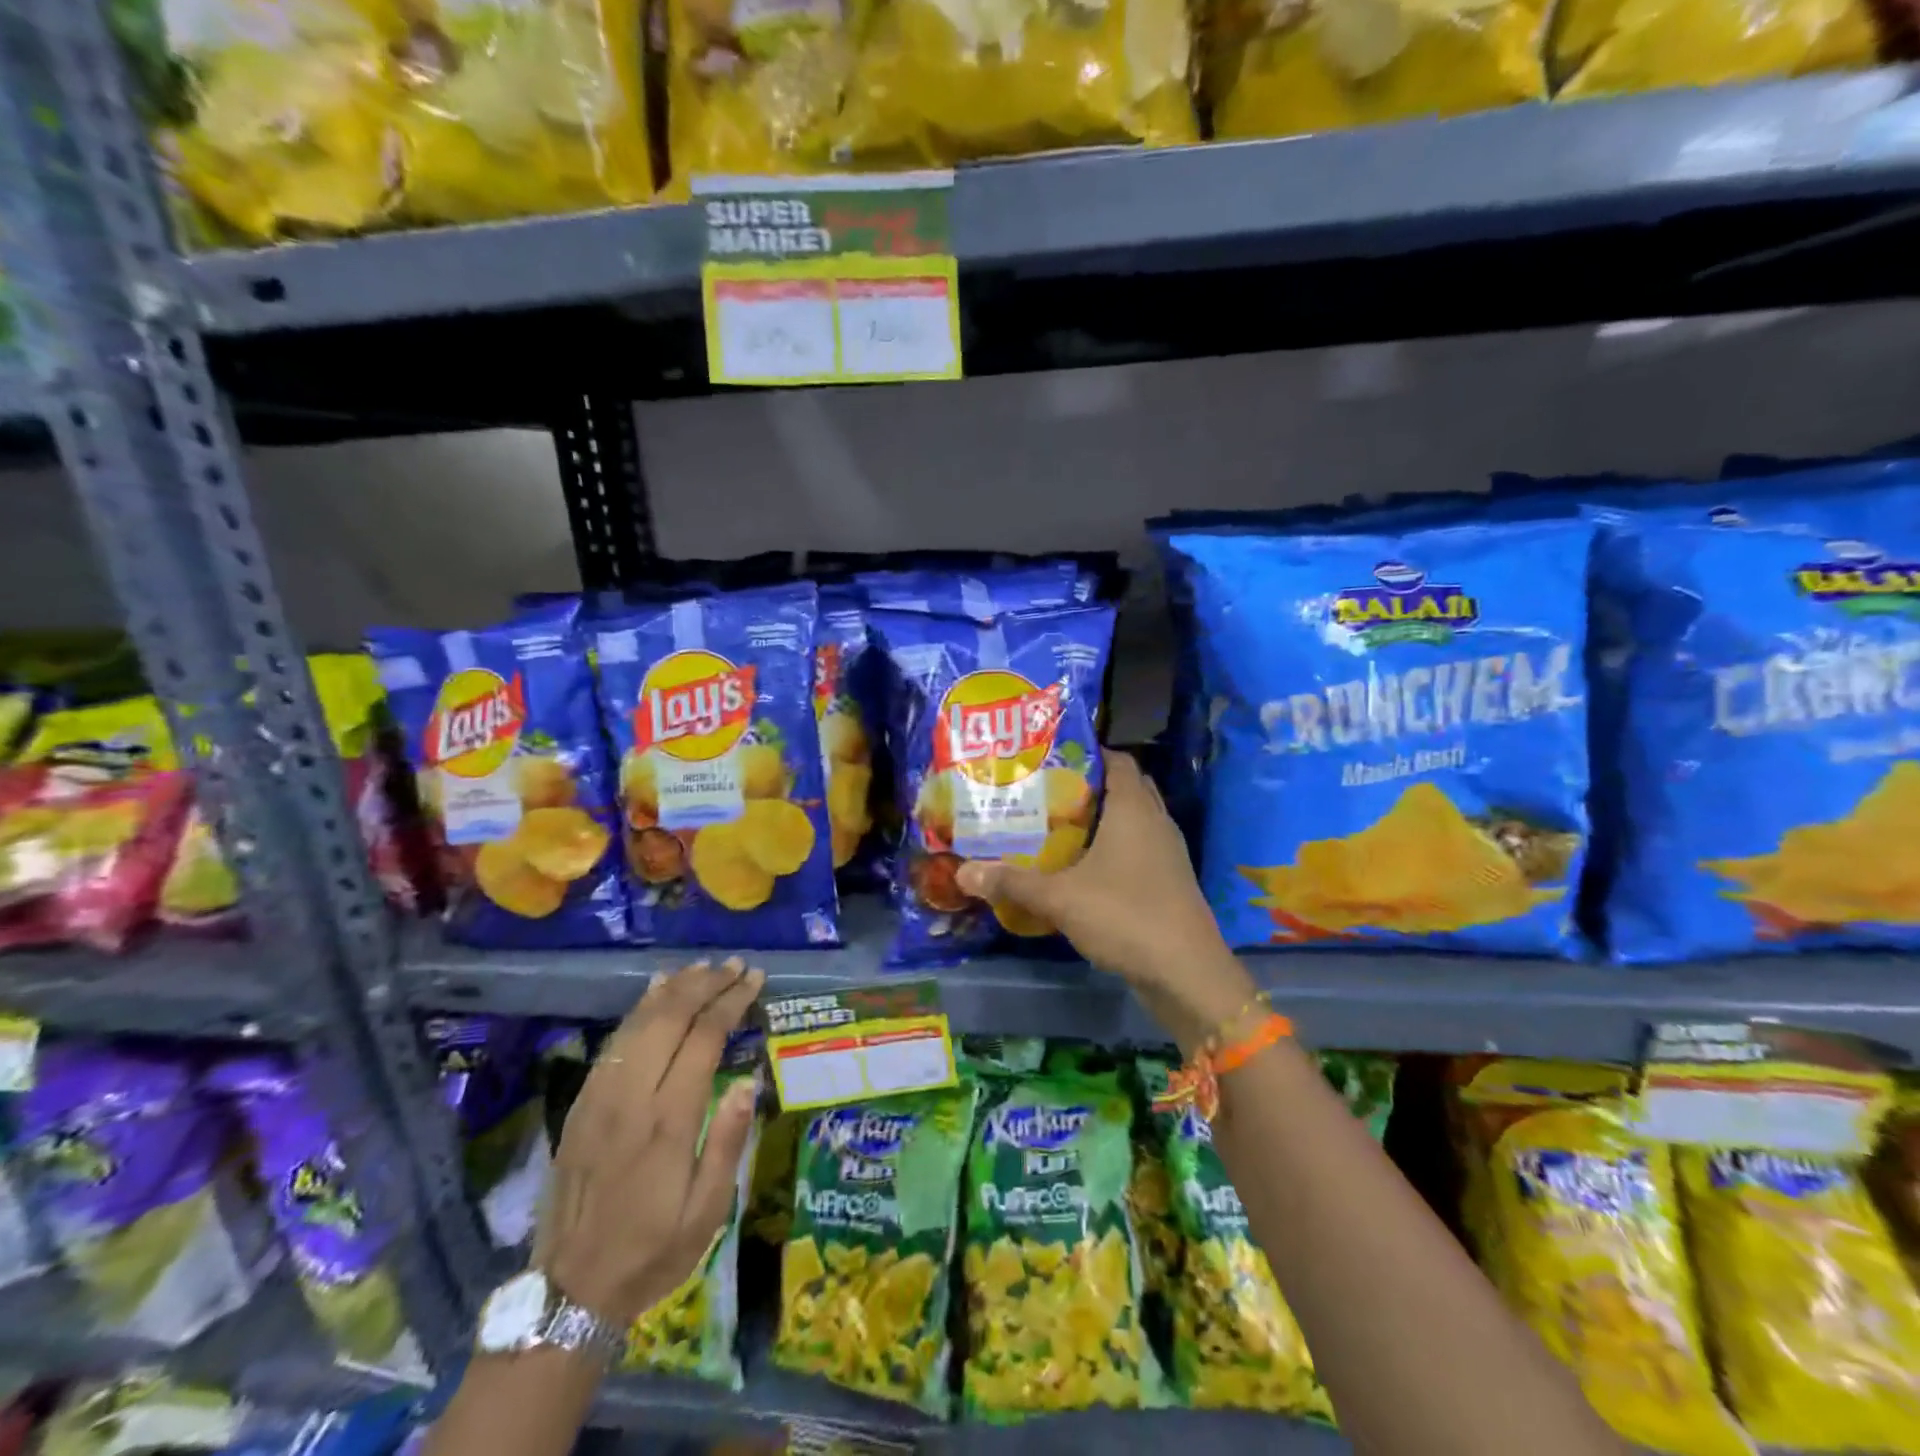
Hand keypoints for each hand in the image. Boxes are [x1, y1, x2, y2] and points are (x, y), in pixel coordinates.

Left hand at [533, 959, 762, 1328]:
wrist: (571, 1290)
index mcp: (668, 1121)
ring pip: (639, 1022)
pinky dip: (638, 1009)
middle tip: (735, 966)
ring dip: (673, 989)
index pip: (703, 1038)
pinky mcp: (581, 1104)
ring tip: (703, 968)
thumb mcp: (708, 1212)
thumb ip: (728, 1142)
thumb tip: (747, 1080)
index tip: (753, 979)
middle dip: (705, 984)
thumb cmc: (654, 1250)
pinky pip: (613, 1042)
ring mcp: (600, 1097)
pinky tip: (655, 992)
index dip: (730, 1001)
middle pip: (670, 1018)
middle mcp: (631, 1097)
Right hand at [955, 751, 1255, 1046]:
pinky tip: (1082, 868)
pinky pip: (1138, 850)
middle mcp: (1155, 822)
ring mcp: (1167, 854)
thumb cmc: (1125, 916)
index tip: (1051, 758)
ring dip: (1102, 820)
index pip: (1118, 761)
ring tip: (1058, 825)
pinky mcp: (1169, 882)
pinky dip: (1113, 850)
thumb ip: (1012, 883)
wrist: (1187, 974)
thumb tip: (964, 872)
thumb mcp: (1060, 898)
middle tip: (1048, 791)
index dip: (1088, 753)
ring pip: (1133, 821)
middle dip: (1090, 786)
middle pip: (1126, 788)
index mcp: (1134, 809)